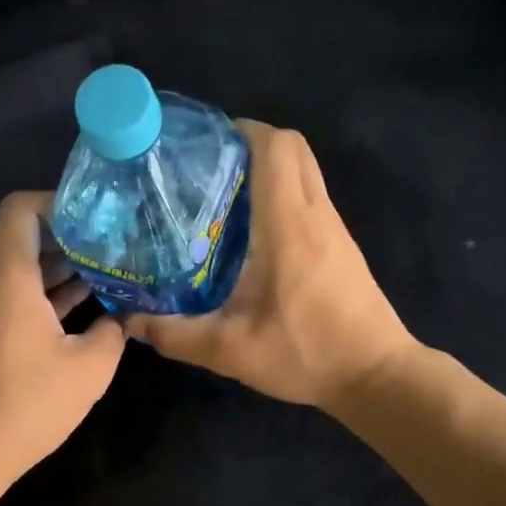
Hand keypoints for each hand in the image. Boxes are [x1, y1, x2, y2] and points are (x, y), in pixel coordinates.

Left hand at [0, 191, 126, 487]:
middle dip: (71, 238)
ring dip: (63, 270)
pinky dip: (49, 297)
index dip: (59, 202)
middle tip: (118, 245)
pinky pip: (17, 299)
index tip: (99, 219)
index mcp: (9, 275)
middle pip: (25, 238)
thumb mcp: (89, 367)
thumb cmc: (27, 403)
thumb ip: (113, 331)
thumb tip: (124, 316)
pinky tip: (88, 310)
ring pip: (23, 271)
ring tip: (112, 274)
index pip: (22, 208)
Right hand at [126, 120, 414, 411]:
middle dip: (251, 144)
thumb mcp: (230, 351)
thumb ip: (176, 335)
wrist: (374, 375)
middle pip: (292, 147)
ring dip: (267, 170)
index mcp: (289, 225)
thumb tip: (130, 322)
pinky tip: (251, 234)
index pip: (274, 146)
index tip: (203, 146)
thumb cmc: (306, 354)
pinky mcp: (342, 245)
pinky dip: (282, 195)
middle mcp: (316, 214)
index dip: (240, 131)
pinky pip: (311, 198)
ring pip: (304, 170)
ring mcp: (334, 228)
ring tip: (221, 198)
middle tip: (209, 169)